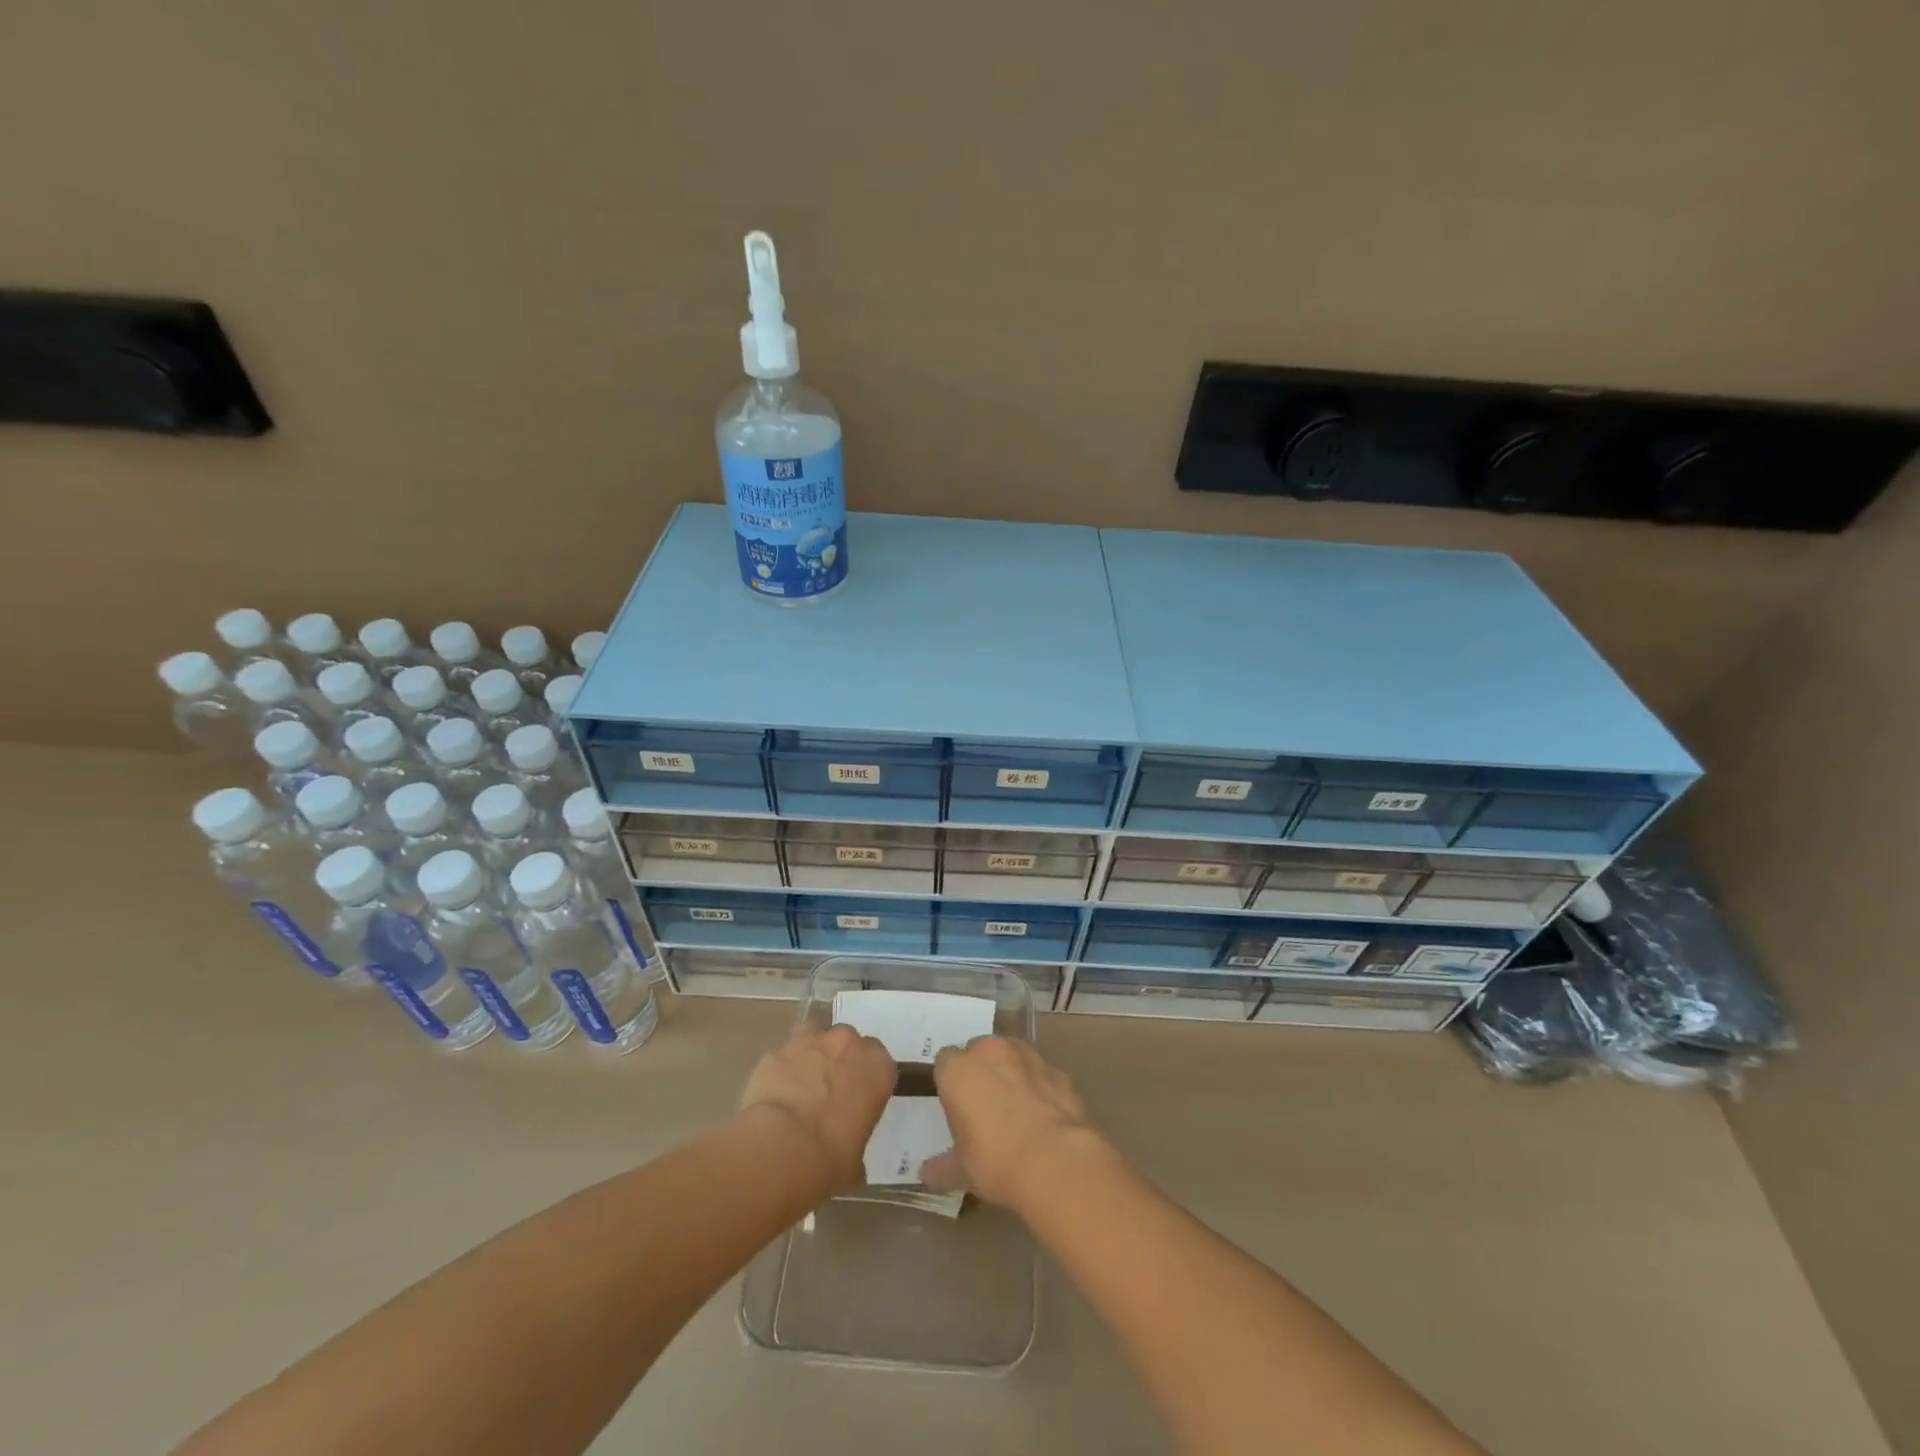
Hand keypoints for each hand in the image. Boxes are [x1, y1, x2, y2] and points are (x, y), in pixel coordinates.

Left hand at [740, 1024, 896, 1191]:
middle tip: (829, 1092)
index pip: (879, 1061)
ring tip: (801, 1086)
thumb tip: (846, 1153)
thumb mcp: (856, 1159)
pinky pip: (784, 1055)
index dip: (866, 1078)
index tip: (857, 1098)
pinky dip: (782, 1069)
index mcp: (878, 1067)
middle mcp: (848, 1044)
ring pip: (815, 1036)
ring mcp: (810, 1041)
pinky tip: (775, 1094)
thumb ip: (855, 1139)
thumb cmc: (831, 1159)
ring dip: (811, 1054)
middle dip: (839, 1060)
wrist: (781, 1150)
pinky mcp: (777, 1050)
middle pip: (847, 1041)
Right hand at [921, 1037, 1098, 1210]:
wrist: (1056, 1161)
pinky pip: (1040, 1073)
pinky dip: (1039, 1087)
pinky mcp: (1058, 1070)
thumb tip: (926, 1174)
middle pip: (979, 1051)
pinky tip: (1043, 1117)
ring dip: (1011, 1073)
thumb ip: (942, 1166)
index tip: (956, 1105)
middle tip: (984, 1107)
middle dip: (981, 1071)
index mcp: (958, 1070)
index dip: (950, 1082)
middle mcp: (990, 1051)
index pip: (944, 1062)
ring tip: (1016, 1110)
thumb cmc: (996, 1161)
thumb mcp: (962, 1171)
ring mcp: (1027, 1056)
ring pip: (1012, 1055)